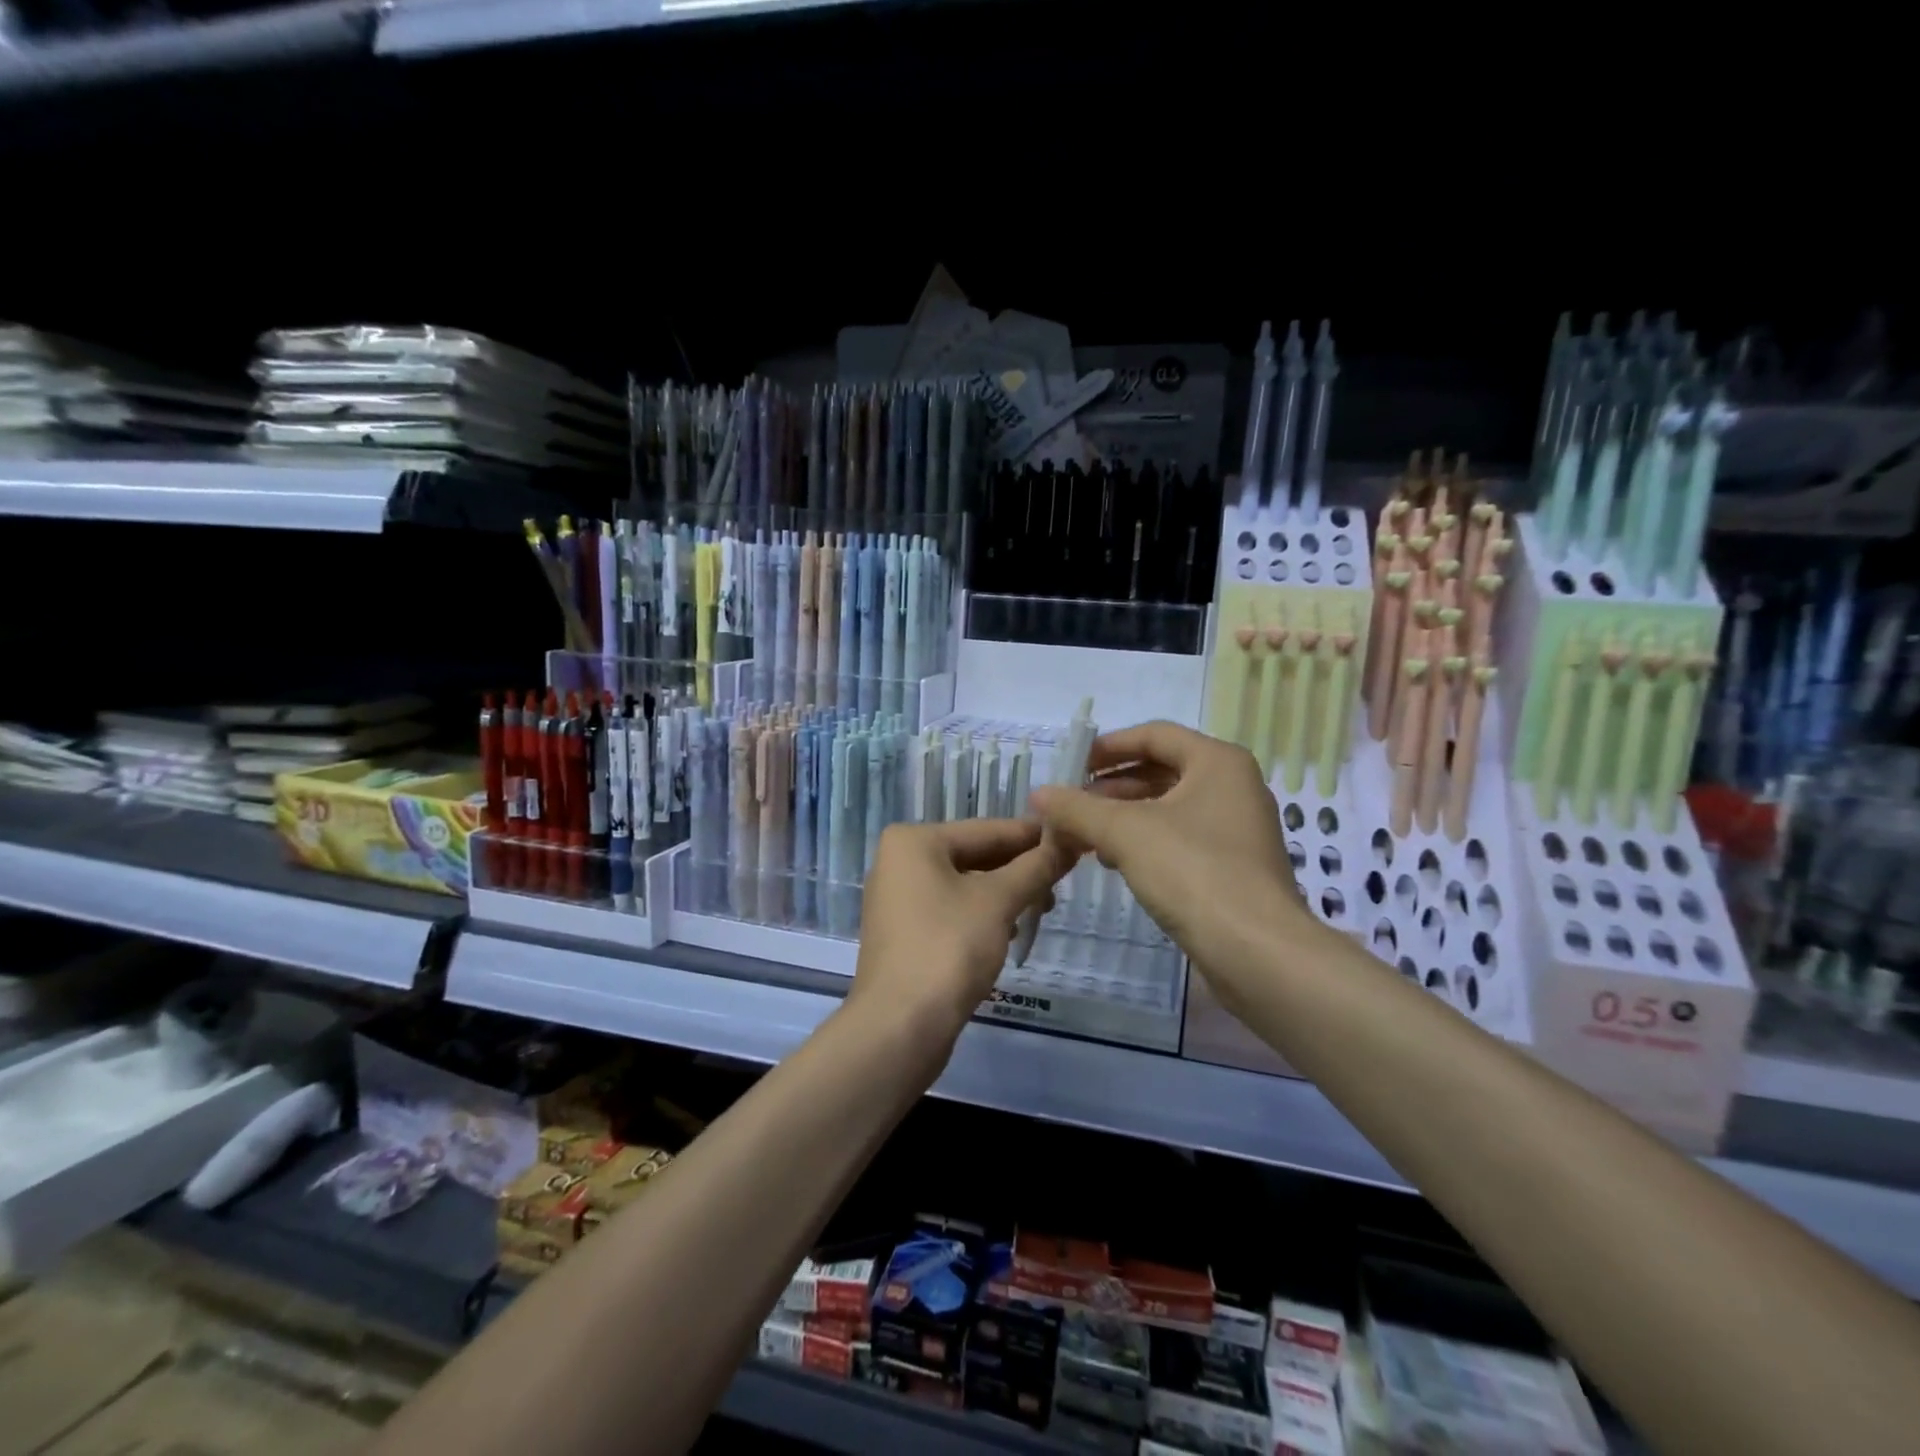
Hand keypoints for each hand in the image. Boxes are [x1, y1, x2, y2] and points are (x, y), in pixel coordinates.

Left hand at [850, 819, 1075, 1053]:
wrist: (899, 1028)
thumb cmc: (948, 949)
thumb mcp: (999, 902)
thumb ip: (1035, 867)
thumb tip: (1068, 842)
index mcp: (913, 841)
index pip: (987, 829)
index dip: (1034, 836)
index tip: (1074, 838)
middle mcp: (899, 862)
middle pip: (974, 856)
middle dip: (1020, 868)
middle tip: (1064, 879)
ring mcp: (898, 900)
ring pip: (965, 886)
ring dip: (1005, 894)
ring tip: (1043, 907)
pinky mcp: (904, 934)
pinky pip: (951, 911)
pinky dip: (982, 916)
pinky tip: (1011, 932)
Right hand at [1029, 721, 1308, 983]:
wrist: (1257, 952)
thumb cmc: (1193, 872)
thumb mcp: (1125, 833)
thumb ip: (1077, 809)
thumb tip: (1039, 794)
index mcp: (1217, 762)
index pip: (1154, 735)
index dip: (1108, 747)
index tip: (1072, 765)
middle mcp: (1233, 787)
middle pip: (1161, 771)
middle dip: (1111, 787)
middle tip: (1071, 806)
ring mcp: (1236, 828)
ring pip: (1168, 808)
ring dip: (1123, 817)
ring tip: (1083, 836)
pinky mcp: (1233, 866)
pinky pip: (1179, 838)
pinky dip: (1144, 842)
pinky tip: (1113, 861)